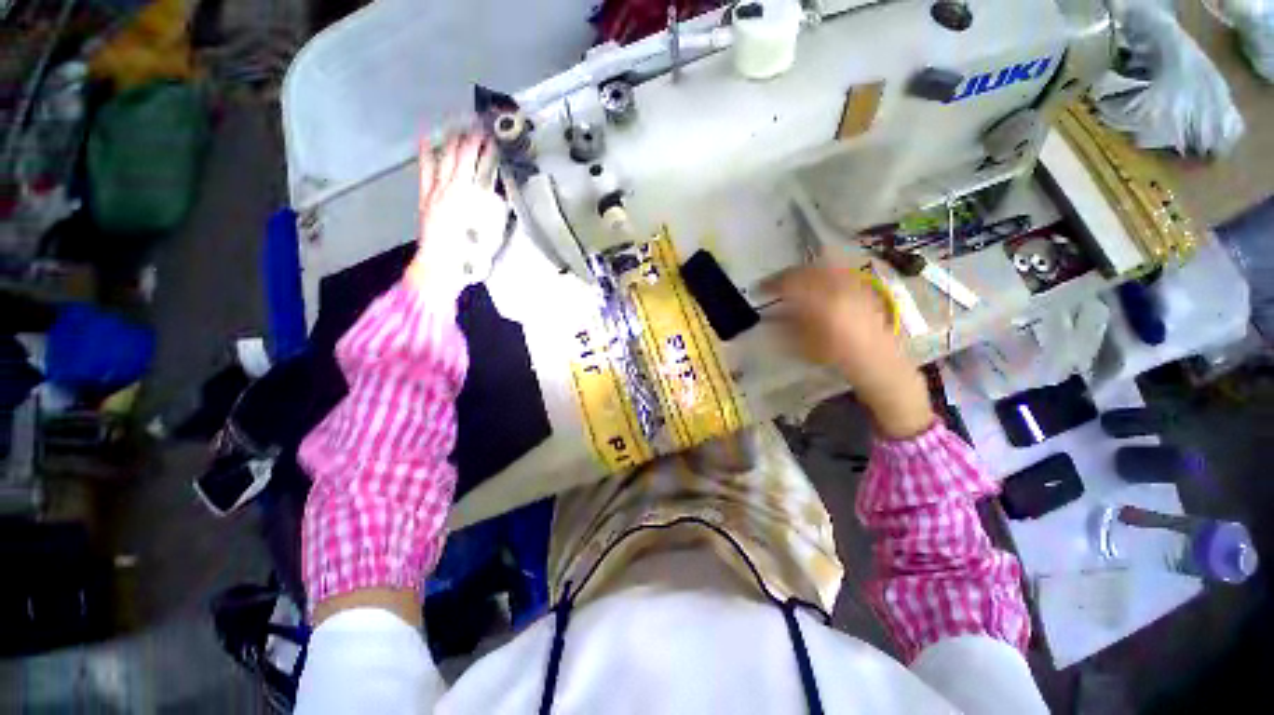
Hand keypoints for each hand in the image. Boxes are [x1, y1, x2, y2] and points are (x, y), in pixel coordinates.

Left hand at [405, 129, 504, 300]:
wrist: (442, 265)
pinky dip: (428, 153)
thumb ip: (495, 210)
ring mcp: (438, 189)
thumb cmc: (471, 253)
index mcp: (473, 197)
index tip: (494, 136)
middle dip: (472, 139)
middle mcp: (455, 187)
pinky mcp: (427, 195)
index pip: (483, 165)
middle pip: (464, 156)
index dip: (488, 149)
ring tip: (460, 125)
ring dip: (453, 141)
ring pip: (445, 159)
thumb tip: (498, 193)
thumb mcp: (492, 233)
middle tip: (480, 126)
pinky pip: (426, 169)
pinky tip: (428, 138)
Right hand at [761, 257, 933, 438]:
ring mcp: (851, 285)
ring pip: (822, 267)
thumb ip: (785, 326)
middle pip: (805, 271)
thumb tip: (770, 314)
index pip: (789, 283)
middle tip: (775, 283)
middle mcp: (835, 288)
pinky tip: (818, 281)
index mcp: (818, 302)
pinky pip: (837, 271)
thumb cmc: (835, 355)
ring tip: (795, 279)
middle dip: (787, 275)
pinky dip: (823, 272)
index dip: (771, 284)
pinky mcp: (860, 286)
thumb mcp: (803, 344)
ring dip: (804, 271)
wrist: (874, 359)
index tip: (760, 288)